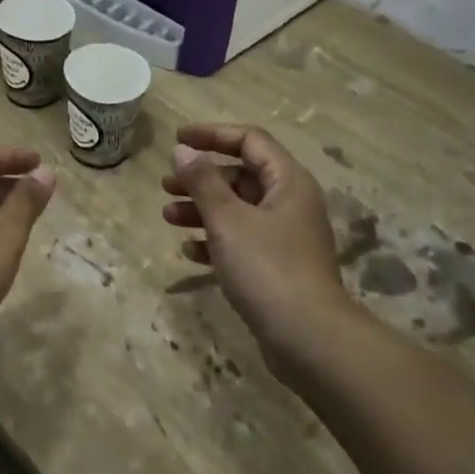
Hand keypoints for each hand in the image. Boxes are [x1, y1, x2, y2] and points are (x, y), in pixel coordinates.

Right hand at [162, 125, 357, 381]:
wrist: (308, 338)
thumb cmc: (267, 268)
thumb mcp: (228, 220)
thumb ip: (203, 182)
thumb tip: (183, 150)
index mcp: (288, 182)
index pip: (250, 141)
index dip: (212, 135)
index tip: (177, 140)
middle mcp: (290, 203)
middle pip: (242, 176)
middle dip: (201, 178)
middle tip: (166, 185)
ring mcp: (285, 237)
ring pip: (238, 211)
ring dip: (202, 210)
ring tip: (168, 217)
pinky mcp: (278, 268)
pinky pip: (242, 242)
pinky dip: (215, 241)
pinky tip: (189, 251)